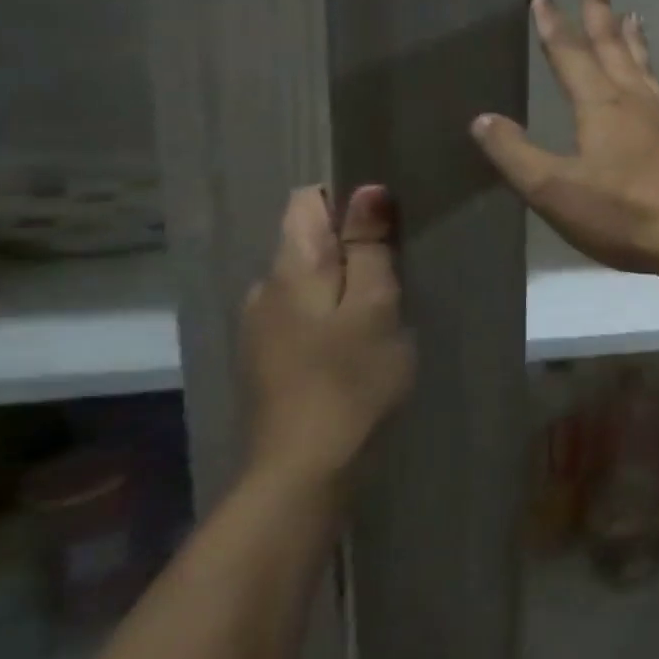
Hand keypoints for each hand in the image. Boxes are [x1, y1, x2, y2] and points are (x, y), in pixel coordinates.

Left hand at [241, 185, 416, 493]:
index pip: (307, 200)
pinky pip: (302, 313)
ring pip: (307, 280)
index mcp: (290, 268)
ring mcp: (260, 326)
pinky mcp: (267, 358)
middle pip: (308, 240)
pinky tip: (356, 344)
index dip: (348, 201)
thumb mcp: (376, 306)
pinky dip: (330, 314)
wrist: (305, 468)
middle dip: (352, 246)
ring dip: (344, 283)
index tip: (388, 226)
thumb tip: (367, 189)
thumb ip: (369, 246)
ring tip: (383, 310)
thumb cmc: (351, 379)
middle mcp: (264, 288)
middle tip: (398, 274)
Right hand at [470, 0, 658, 277]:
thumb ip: (517, 154)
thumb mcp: (556, 189)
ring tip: (632, 13)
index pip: (569, 53)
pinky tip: (655, 82)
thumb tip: (482, 119)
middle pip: (612, 44)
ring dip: (632, 37)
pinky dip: (651, 70)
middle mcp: (634, 100)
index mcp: (600, 105)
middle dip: (598, 9)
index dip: (552, 22)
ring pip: (642, 65)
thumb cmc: (625, 212)